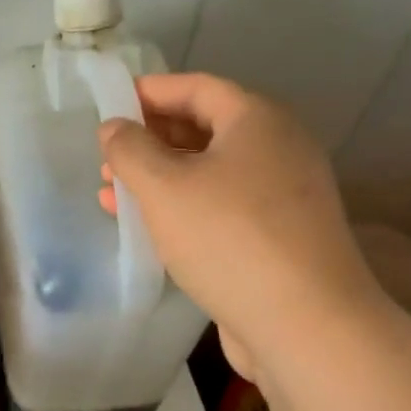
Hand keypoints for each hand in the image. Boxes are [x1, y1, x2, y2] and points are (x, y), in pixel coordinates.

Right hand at [98, 74, 381, 377]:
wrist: (304, 323)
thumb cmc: (228, 238)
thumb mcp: (163, 187)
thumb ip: (130, 150)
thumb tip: (114, 128)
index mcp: (257, 120)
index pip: (196, 87)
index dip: (149, 92)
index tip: (108, 104)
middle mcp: (277, 149)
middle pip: (204, 128)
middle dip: (150, 140)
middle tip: (106, 158)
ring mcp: (282, 196)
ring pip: (209, 173)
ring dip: (159, 179)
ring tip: (112, 196)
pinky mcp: (278, 237)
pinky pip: (221, 207)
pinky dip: (182, 209)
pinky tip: (148, 229)